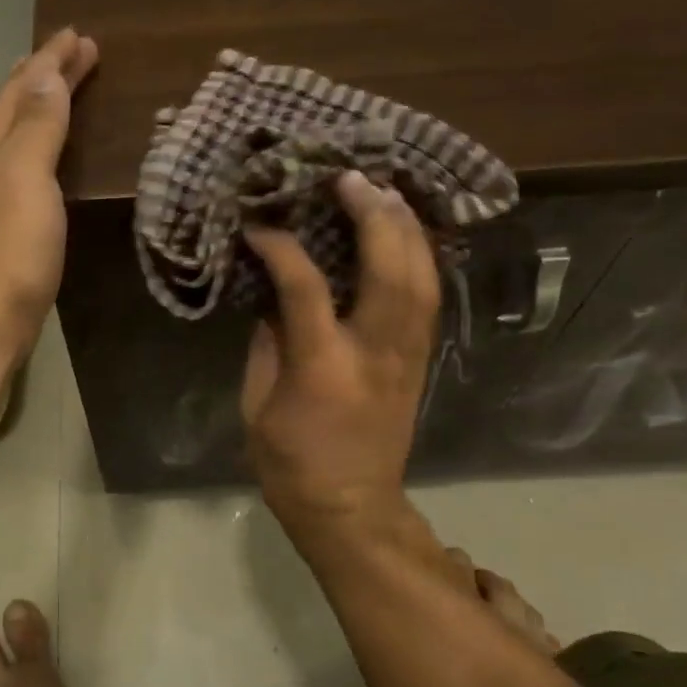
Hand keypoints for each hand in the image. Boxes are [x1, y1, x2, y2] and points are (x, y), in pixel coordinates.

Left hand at [0, 28, 98, 356]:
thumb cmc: (8, 247)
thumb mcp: (24, 176)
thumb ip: (37, 126)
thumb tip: (46, 74)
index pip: (22, 88)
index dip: (51, 61)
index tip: (79, 37)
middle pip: (13, 108)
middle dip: (43, 77)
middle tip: (74, 54)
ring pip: (15, 138)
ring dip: (40, 111)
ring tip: (62, 94)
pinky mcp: (2, 229)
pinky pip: (23, 169)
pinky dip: (40, 149)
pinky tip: (48, 161)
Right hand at [240, 171, 441, 527]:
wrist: (351, 508)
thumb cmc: (291, 463)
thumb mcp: (257, 405)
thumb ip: (268, 344)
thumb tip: (274, 295)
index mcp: (323, 366)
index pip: (305, 287)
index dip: (282, 248)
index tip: (261, 227)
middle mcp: (374, 352)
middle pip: (389, 268)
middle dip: (375, 215)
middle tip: (352, 178)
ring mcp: (406, 356)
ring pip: (422, 277)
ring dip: (407, 228)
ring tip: (386, 192)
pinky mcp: (420, 362)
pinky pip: (429, 297)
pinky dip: (421, 257)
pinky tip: (408, 234)